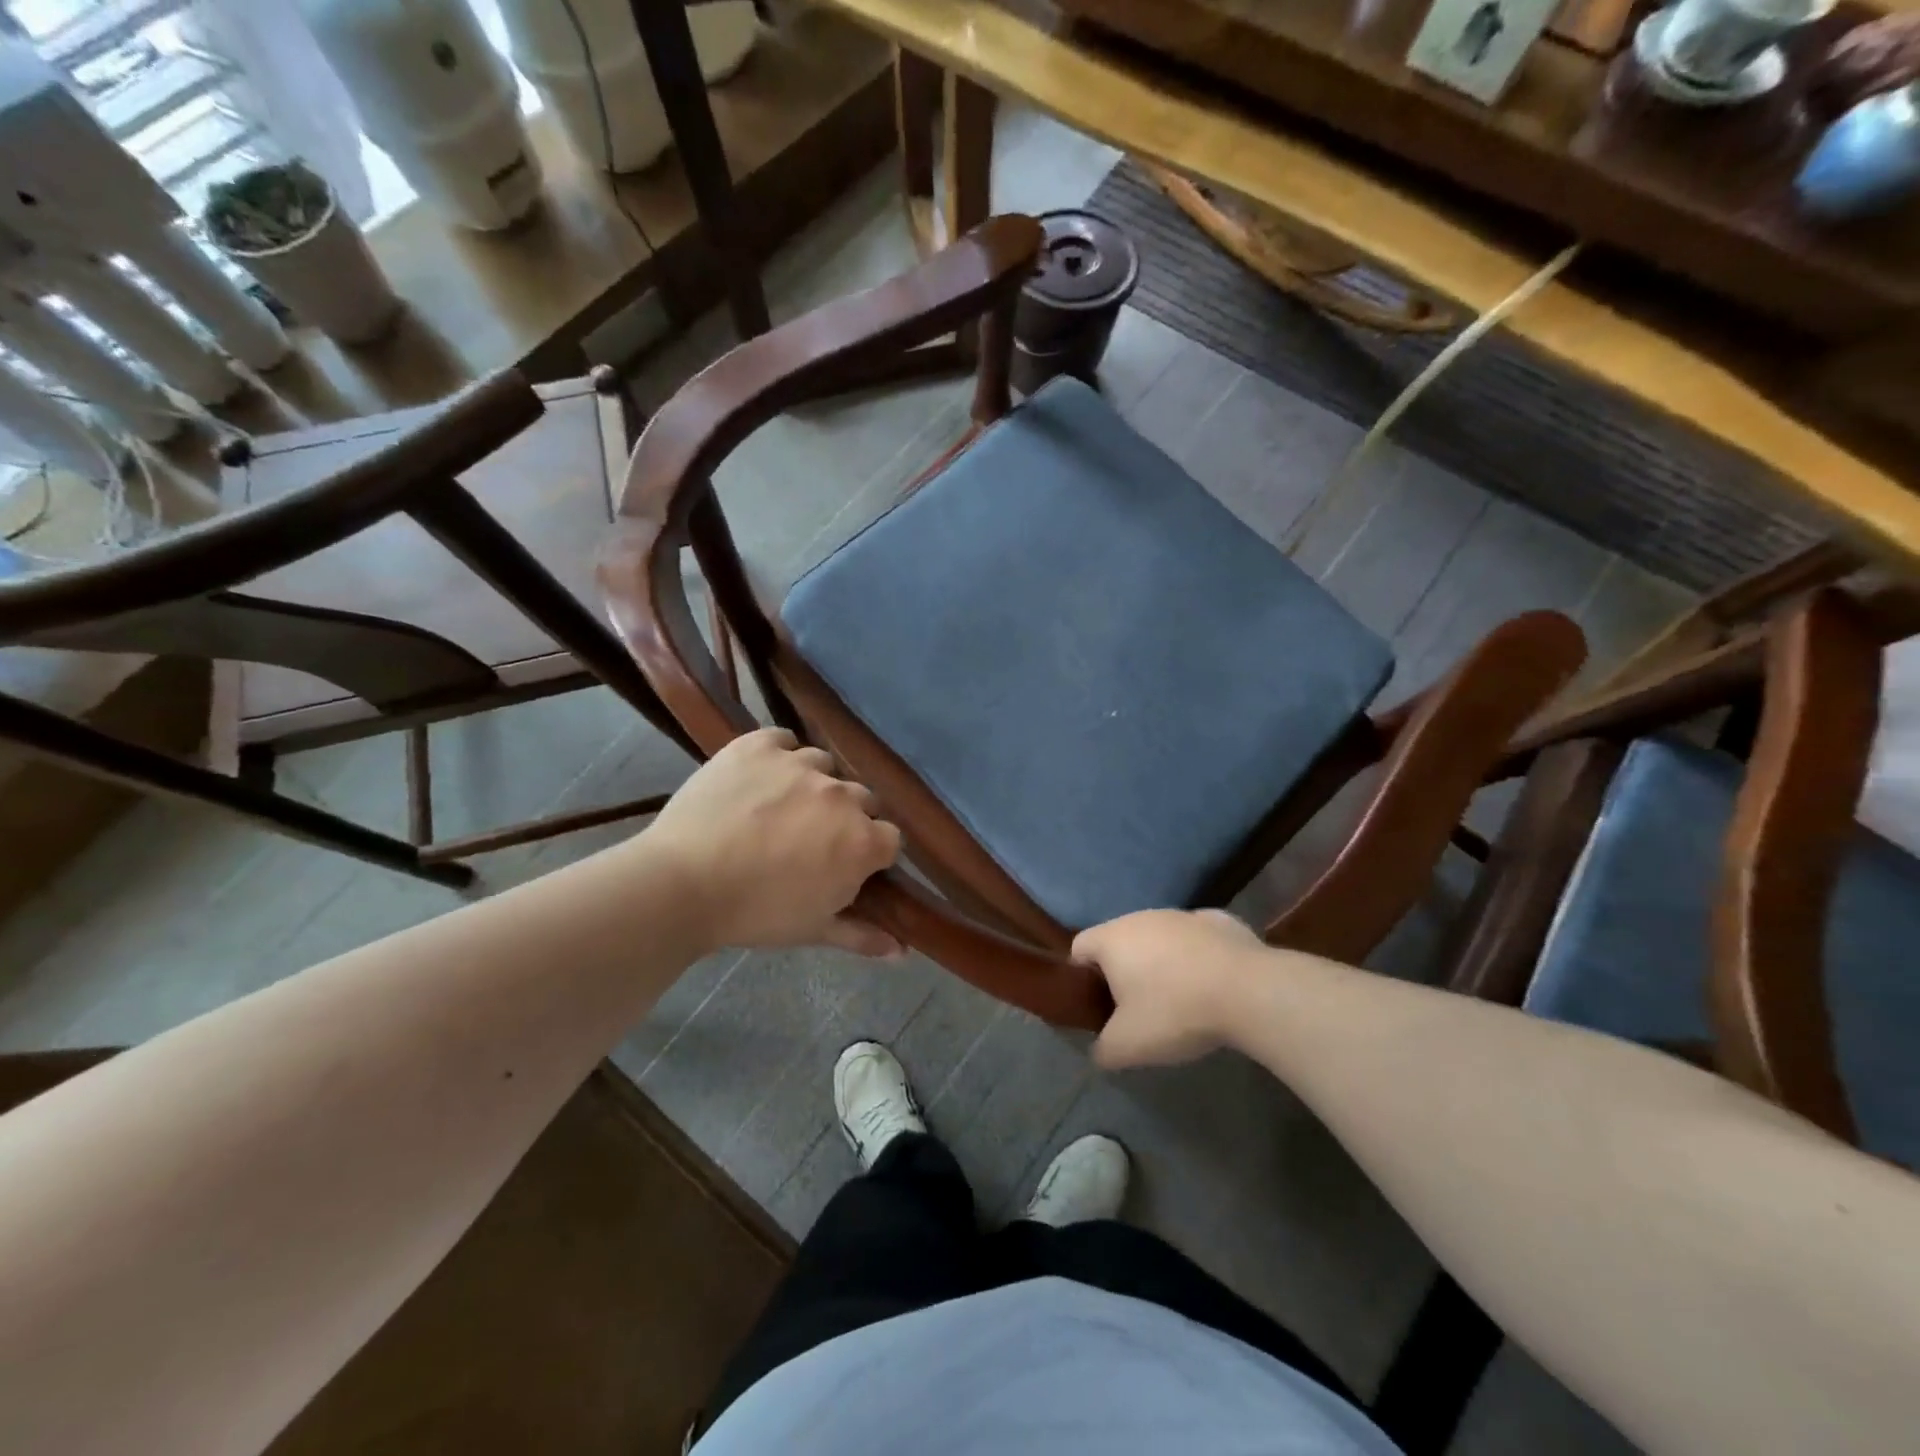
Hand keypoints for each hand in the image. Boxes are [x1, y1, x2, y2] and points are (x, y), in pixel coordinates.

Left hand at [644, 728, 903, 956]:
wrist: (682, 884)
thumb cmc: (754, 914)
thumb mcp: (813, 929)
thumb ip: (862, 935)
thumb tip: (902, 952)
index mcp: (861, 841)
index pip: (890, 837)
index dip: (871, 853)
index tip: (847, 866)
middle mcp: (841, 795)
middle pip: (861, 799)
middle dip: (845, 818)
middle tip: (811, 840)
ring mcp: (800, 764)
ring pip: (823, 766)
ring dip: (813, 785)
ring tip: (781, 807)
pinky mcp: (760, 745)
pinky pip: (783, 740)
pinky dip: (778, 754)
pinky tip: (761, 776)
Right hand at [1072, 909, 1265, 1068]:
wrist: (1249, 992)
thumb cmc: (1175, 1012)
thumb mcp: (1128, 1046)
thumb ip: (1103, 1049)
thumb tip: (1099, 1050)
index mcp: (1112, 938)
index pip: (1079, 949)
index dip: (1082, 978)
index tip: (1099, 1006)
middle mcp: (1141, 917)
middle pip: (1120, 942)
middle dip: (1124, 971)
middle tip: (1138, 1010)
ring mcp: (1182, 915)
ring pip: (1159, 937)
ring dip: (1162, 962)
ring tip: (1181, 999)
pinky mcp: (1219, 920)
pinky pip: (1196, 939)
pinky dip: (1197, 957)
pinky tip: (1213, 984)